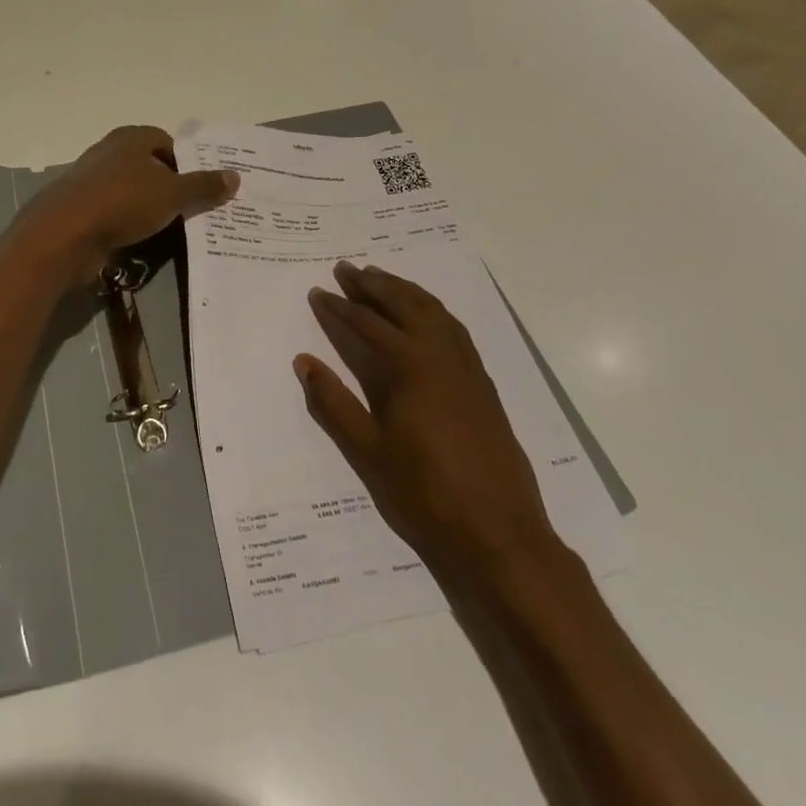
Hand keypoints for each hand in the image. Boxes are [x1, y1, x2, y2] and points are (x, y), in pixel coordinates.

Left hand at [19, 126, 238, 284]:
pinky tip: (146, 242)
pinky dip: (132, 226)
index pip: (167, 142)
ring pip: (133, 193)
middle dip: (172, 187)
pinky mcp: (83, 211)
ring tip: (176, 230)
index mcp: (130, 139)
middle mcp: (110, 153)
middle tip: (197, 210)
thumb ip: (203, 185)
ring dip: (151, 209)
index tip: (205, 187)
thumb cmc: (122, 202)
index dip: (188, 162)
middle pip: (150, 167)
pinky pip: (117, 215)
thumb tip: (235, 176)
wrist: (64, 234)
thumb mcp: (172, 194)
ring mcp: (93, 182)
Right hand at [298, 260, 559, 583]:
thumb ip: (333, 402)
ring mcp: (468, 367)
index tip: (317, 292)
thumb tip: (303, 361)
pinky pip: (454, 328)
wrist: (501, 536)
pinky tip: (424, 314)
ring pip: (433, 311)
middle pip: (404, 304)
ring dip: (404, 290)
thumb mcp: (368, 451)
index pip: (367, 324)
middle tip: (346, 268)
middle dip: (372, 284)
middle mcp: (442, 355)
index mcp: (411, 367)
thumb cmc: (426, 495)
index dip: (339, 307)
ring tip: (380, 277)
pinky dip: (432, 309)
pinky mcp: (483, 383)